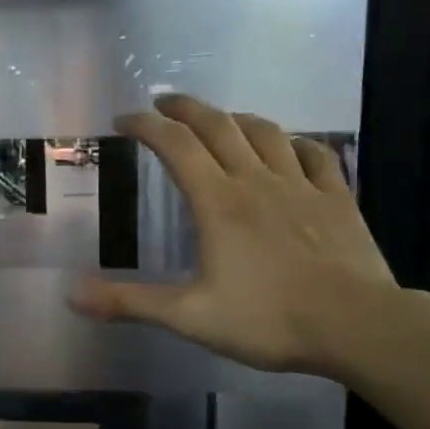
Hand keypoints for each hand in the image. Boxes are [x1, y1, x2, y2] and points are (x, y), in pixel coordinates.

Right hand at [72, 95, 402, 377]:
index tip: (124, 120)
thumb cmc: (268, 320)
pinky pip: (315, 154)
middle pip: (218, 125)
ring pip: (265, 132)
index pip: (175, 145)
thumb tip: (72, 296)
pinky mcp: (337, 198)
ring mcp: (301, 185)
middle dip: (186, 108)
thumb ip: (130, 303)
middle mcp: (256, 181)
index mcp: (218, 202)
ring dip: (236, 118)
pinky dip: (295, 142)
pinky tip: (289, 146)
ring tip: (219, 120)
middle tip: (163, 102)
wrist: (357, 326)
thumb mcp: (189, 316)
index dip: (146, 126)